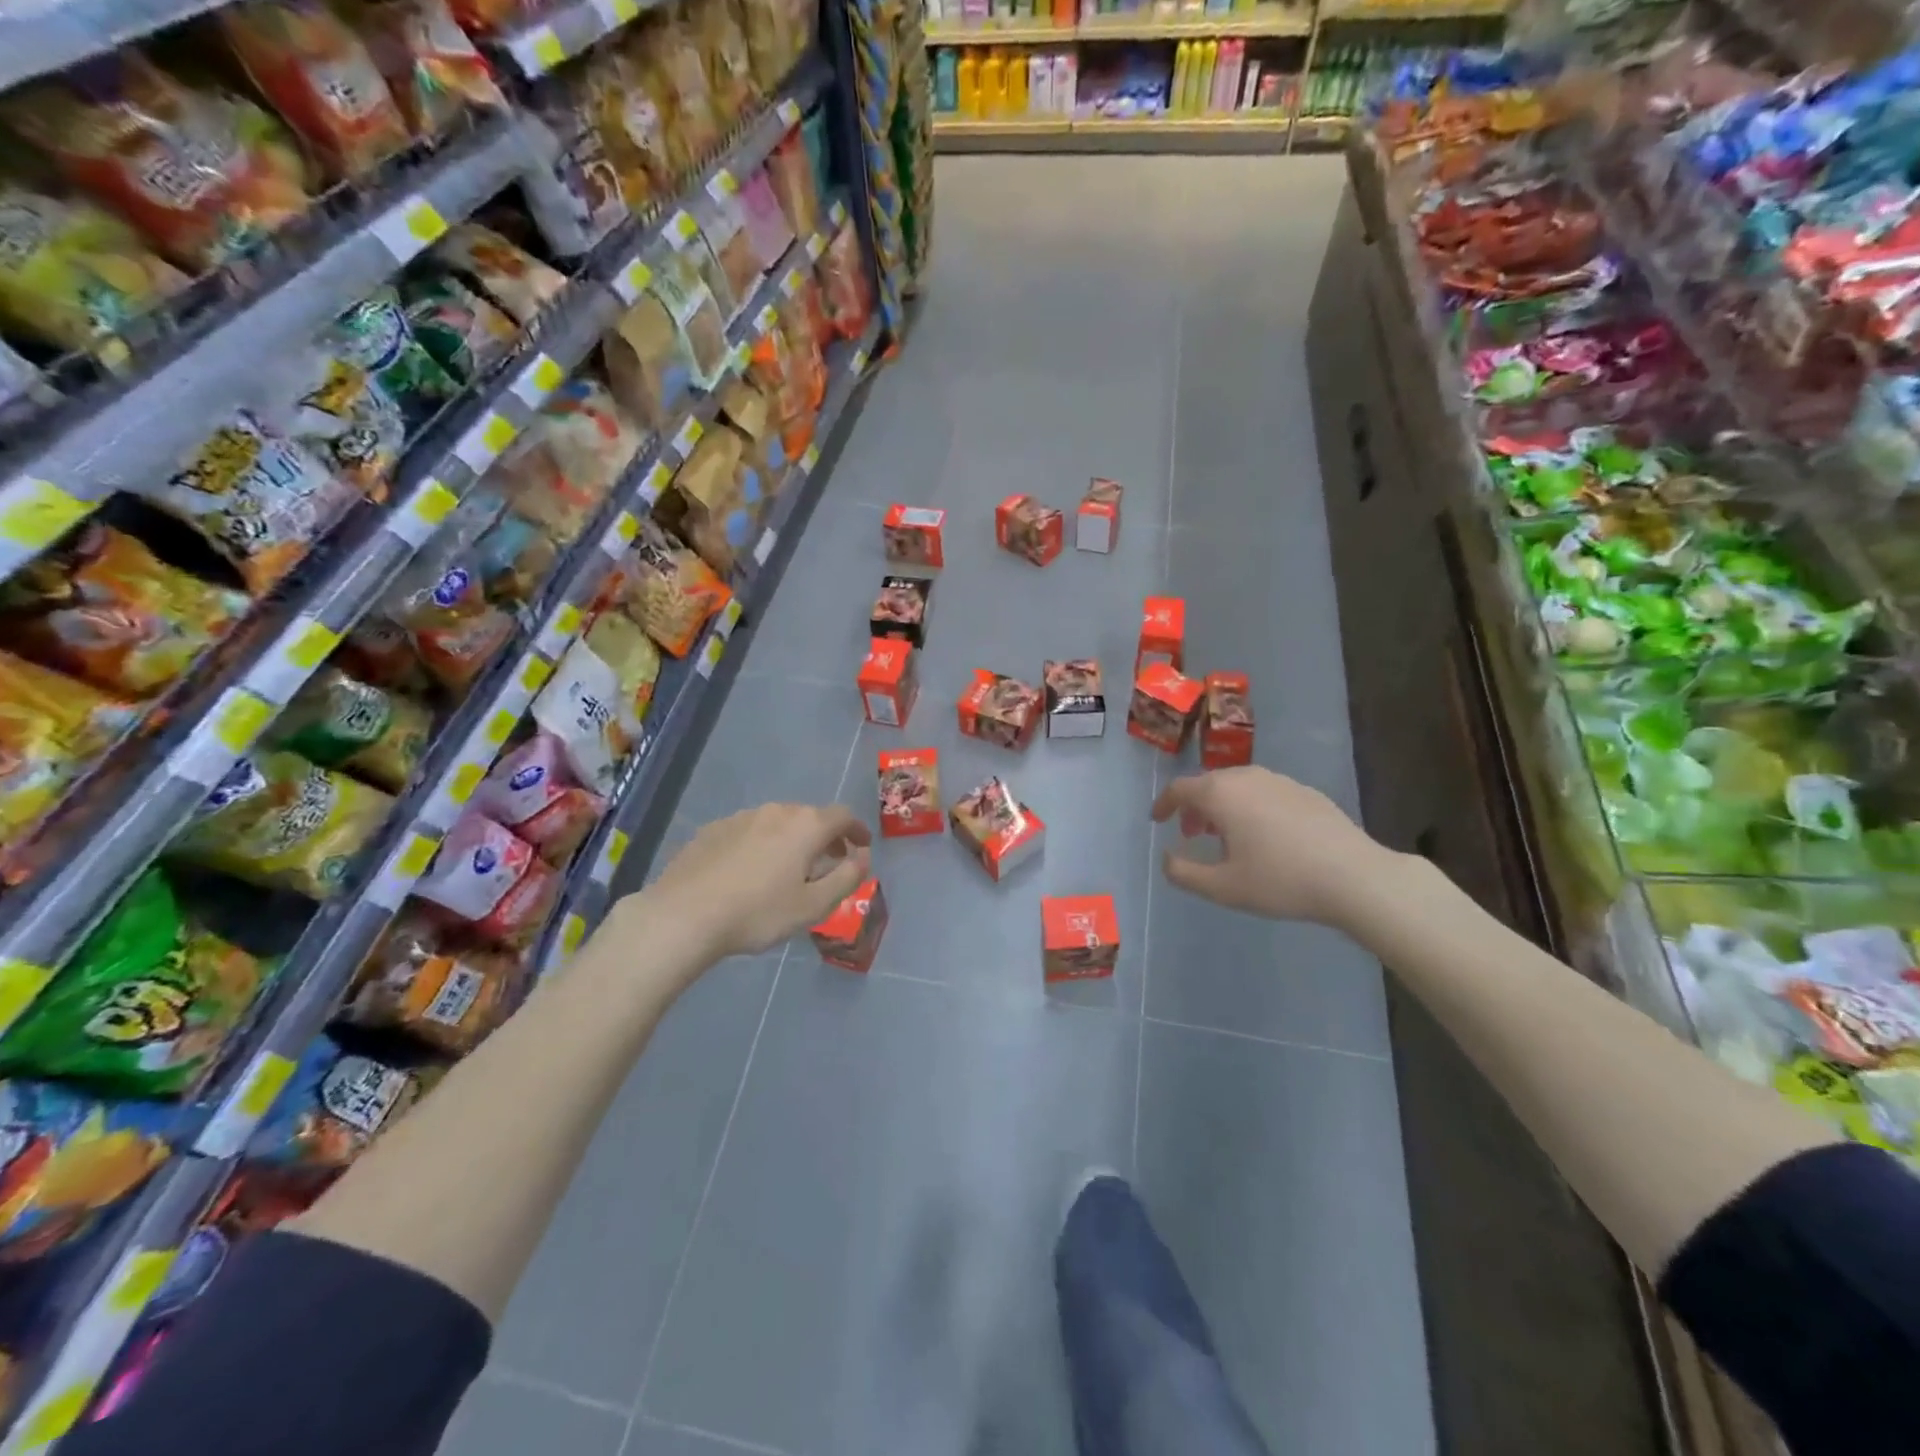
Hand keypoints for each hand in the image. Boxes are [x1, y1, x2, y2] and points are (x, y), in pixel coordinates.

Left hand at [633, 803, 872, 963]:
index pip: (842, 816)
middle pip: (809, 816)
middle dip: (824, 836)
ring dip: (791, 839)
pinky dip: (761, 845)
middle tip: (828, 862)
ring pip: (777, 822)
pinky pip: (748, 832)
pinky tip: (750, 871)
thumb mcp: (814, 905)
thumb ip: (847, 878)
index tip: (861, 846)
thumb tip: (863, 857)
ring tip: (789, 868)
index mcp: (805, 825)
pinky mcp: (712, 830)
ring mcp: (740, 817)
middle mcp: (775, 811)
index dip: (856, 829)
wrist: (683, 915)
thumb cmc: (758, 912)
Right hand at [1151, 768, 1393, 928]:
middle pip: (1208, 784)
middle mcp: (1247, 777)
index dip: (1164, 804)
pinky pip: (1264, 792)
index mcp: (1221, 794)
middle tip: (1192, 834)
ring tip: (1227, 837)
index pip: (1180, 789)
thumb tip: (1167, 858)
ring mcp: (1280, 781)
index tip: (1158, 820)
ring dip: (1223, 806)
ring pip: (1238, 786)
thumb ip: (1184, 872)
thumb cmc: (1280, 880)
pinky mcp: (1306, 792)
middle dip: (1194, 807)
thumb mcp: (1222, 887)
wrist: (1354, 877)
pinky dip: (1250, 807)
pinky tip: (1265, 836)